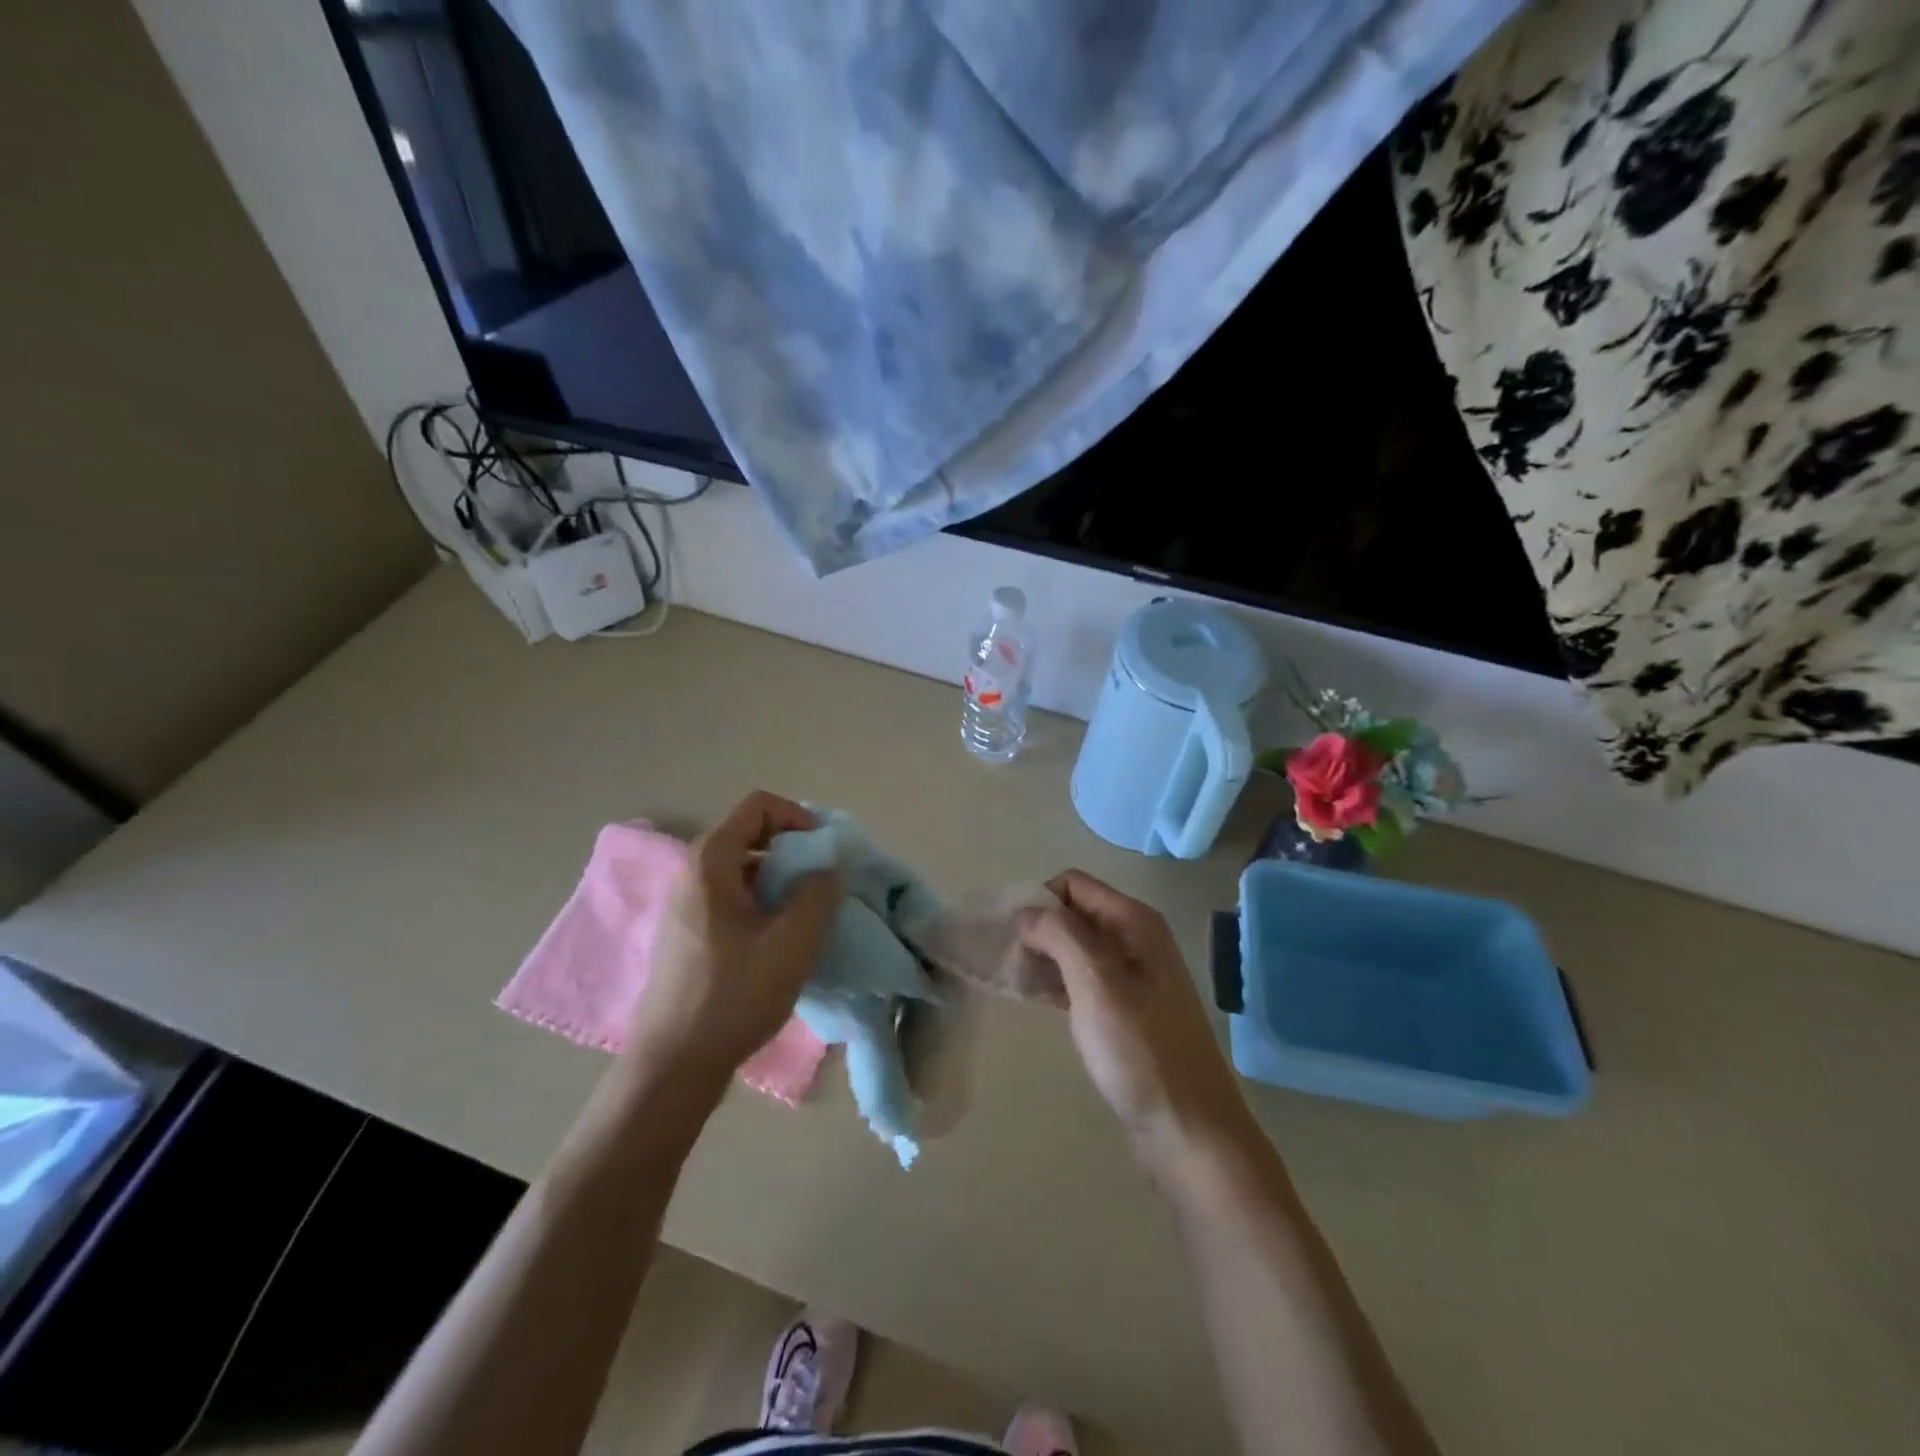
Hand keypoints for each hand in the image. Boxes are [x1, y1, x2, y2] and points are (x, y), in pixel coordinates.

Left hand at [626, 792, 839, 1089]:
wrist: (673, 1065)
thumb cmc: (734, 995)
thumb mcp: (793, 942)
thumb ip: (820, 894)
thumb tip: (827, 869)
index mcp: (710, 861)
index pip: (758, 805)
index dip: (798, 817)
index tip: (823, 852)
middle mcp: (691, 872)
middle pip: (749, 834)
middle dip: (793, 851)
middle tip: (822, 884)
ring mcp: (684, 904)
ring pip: (742, 869)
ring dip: (780, 880)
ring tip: (805, 915)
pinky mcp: (685, 933)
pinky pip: (730, 897)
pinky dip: (761, 903)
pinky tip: (778, 941)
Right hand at [1020, 871, 1252, 1177]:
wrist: (1188, 1131)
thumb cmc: (1141, 1052)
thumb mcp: (1096, 984)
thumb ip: (1059, 935)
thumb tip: (1024, 911)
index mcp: (1134, 923)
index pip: (1073, 884)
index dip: (1038, 900)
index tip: (1009, 935)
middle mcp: (1135, 940)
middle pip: (1072, 914)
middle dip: (1035, 929)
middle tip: (1001, 960)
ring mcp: (1131, 977)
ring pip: (1073, 948)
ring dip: (1040, 957)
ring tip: (1007, 979)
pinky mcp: (1123, 1010)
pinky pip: (1080, 980)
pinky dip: (1053, 982)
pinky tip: (1030, 999)